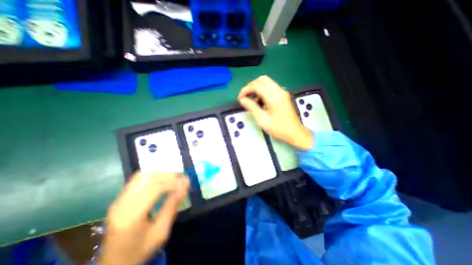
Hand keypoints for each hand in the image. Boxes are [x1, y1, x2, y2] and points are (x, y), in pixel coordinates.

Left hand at [101, 172, 188, 264]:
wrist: (113, 264)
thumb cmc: (140, 250)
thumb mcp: (161, 232)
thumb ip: (172, 207)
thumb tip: (184, 186)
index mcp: (131, 217)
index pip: (154, 189)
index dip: (172, 182)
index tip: (186, 181)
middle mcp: (121, 205)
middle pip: (148, 180)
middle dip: (168, 175)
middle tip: (182, 177)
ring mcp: (118, 200)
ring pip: (142, 176)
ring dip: (160, 173)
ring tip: (173, 176)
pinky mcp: (119, 199)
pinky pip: (137, 180)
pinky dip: (152, 175)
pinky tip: (161, 178)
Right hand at [240, 76, 312, 150]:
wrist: (294, 133)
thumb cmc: (278, 128)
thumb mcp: (262, 119)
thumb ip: (251, 107)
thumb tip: (242, 99)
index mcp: (273, 97)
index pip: (257, 85)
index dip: (246, 89)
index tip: (240, 98)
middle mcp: (279, 91)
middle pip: (262, 79)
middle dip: (251, 86)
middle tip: (245, 96)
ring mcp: (282, 92)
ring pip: (267, 82)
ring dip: (257, 87)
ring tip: (251, 99)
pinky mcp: (283, 95)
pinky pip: (271, 88)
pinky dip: (263, 91)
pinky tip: (259, 101)